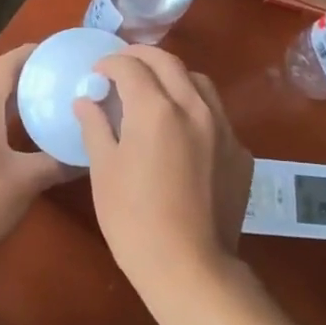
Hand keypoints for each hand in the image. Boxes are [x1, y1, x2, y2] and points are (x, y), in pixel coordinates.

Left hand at [0, 44, 67, 279]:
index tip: (60, 53)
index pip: (8, 63)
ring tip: (45, 108)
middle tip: (61, 83)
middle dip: (29, 79)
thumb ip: (58, 162)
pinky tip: (16, 139)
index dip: (33, 53)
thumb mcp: (26, 181)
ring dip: (13, 102)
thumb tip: (89, 155)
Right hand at [75, 46, 253, 302]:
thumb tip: (85, 100)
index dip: (110, 63)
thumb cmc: (134, 220)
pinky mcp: (240, 152)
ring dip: (173, 76)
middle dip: (141, 57)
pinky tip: (183, 130)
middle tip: (122, 67)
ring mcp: (223, 128)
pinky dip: (196, 108)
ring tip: (155, 90)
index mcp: (156, 109)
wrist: (190, 267)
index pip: (131, 66)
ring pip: (199, 82)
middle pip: (168, 62)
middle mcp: (194, 107)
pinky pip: (217, 114)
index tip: (97, 72)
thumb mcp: (104, 171)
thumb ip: (95, 127)